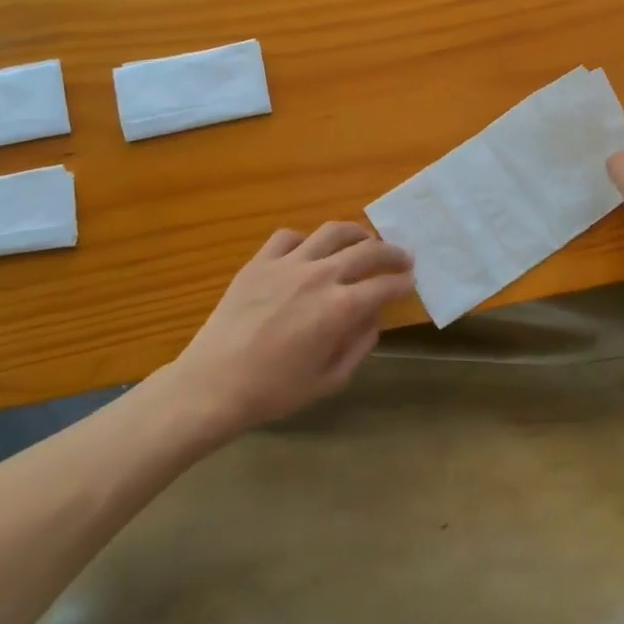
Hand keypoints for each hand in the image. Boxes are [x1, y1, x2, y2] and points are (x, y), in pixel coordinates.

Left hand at [162, 223, 414, 439]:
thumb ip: (359, 344)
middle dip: (392, 253)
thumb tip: (374, 316)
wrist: (213, 385)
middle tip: (401, 258)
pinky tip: (310, 251)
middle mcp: (319, 276)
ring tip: (364, 240)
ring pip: (331, 232)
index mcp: (340, 308)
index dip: (403, 282)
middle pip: (367, 250)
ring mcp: (287, 264)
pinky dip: (307, 239)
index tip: (410, 282)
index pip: (385, 285)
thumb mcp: (330, 379)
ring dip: (356, 233)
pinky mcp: (259, 262)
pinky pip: (289, 236)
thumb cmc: (275, 391)